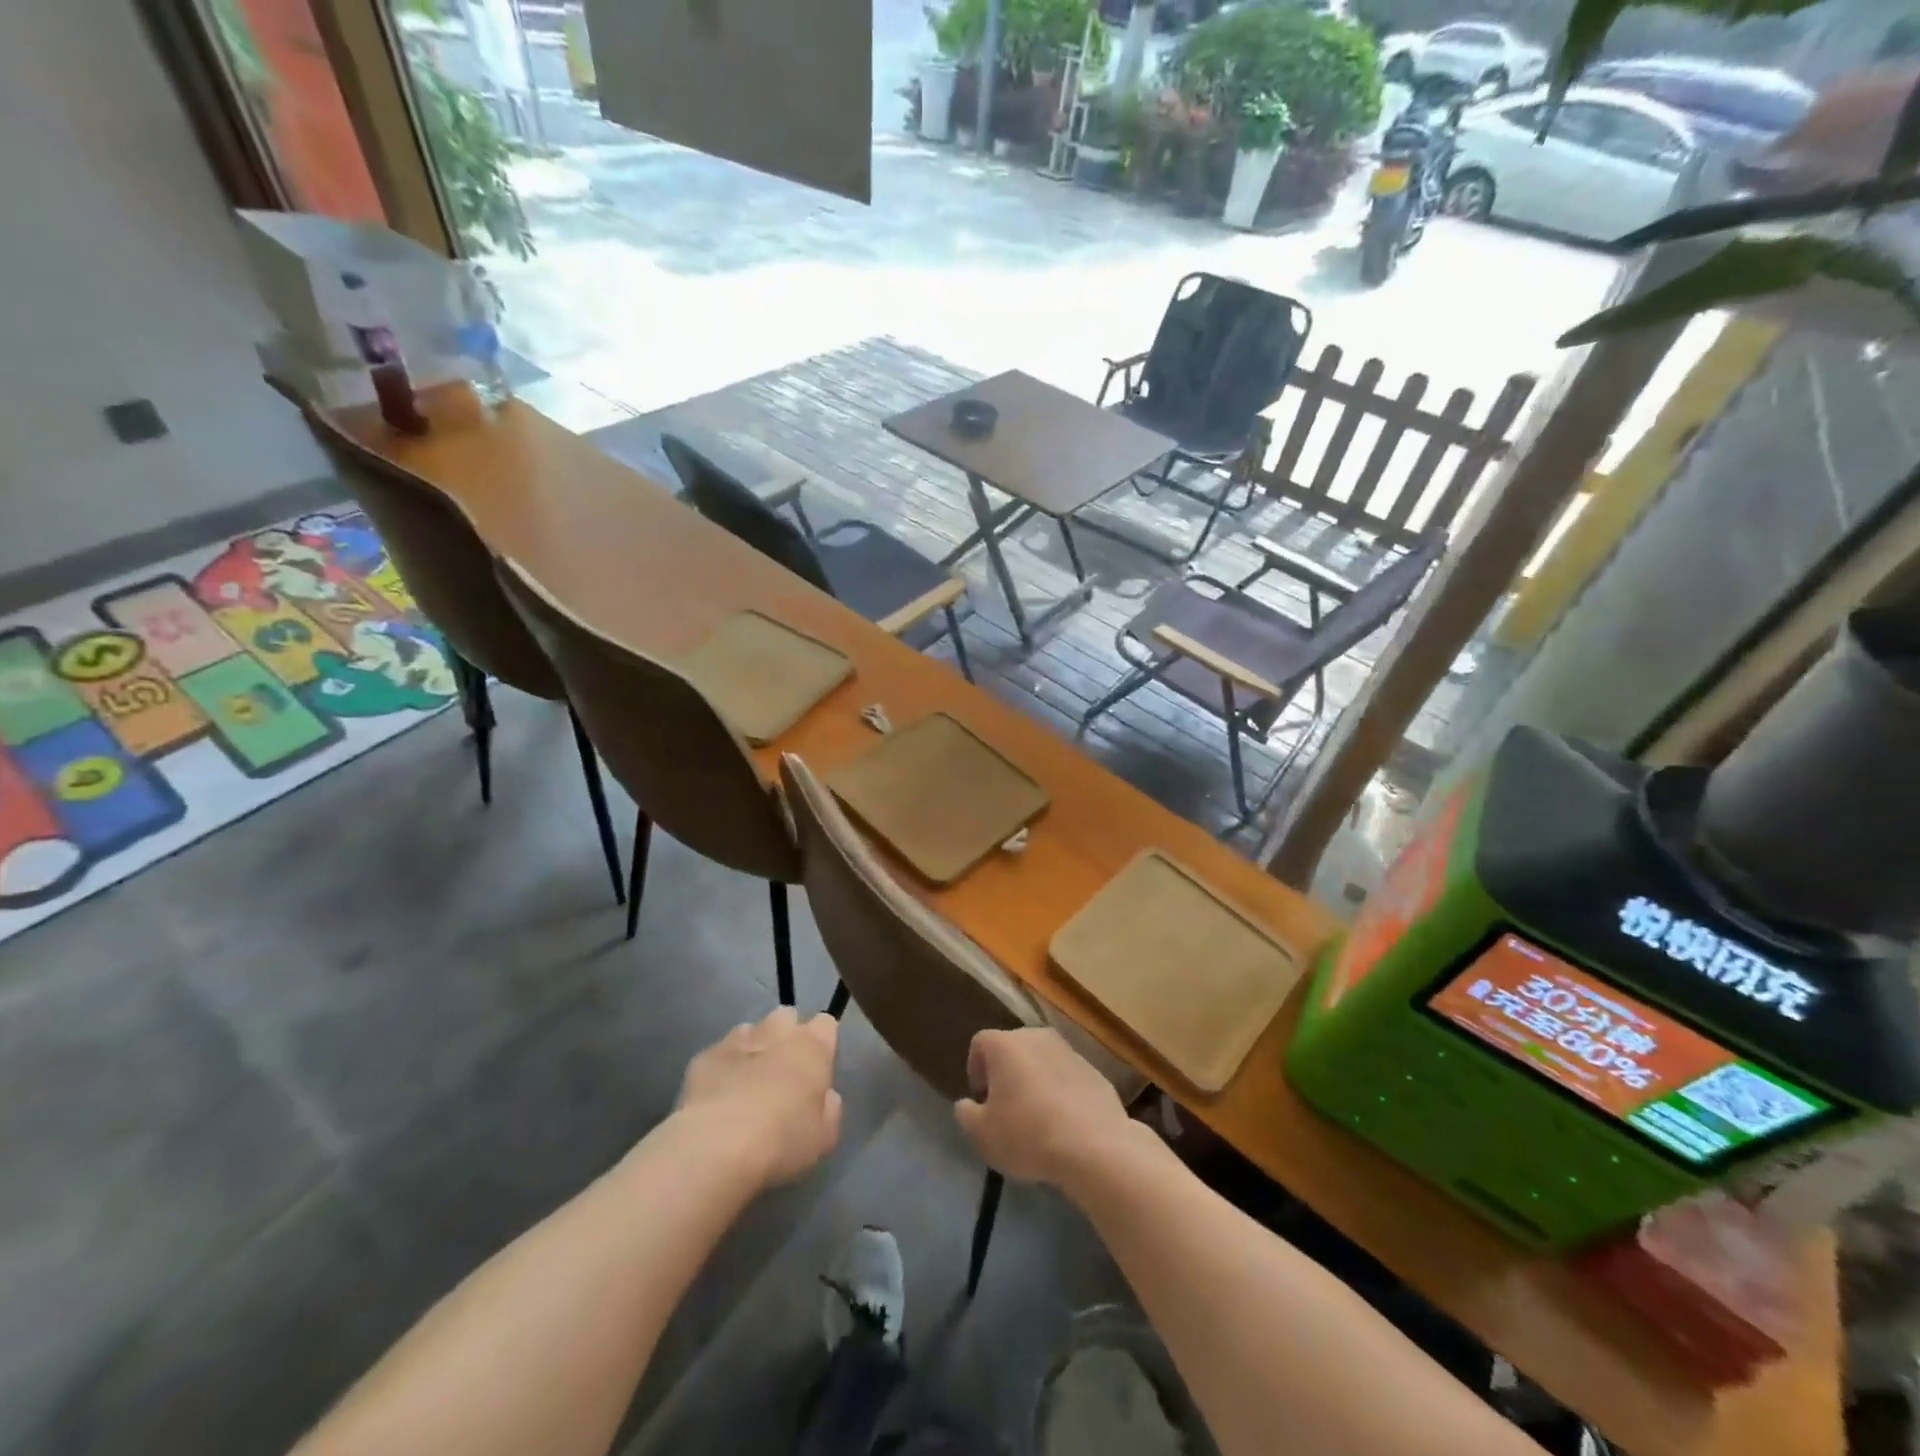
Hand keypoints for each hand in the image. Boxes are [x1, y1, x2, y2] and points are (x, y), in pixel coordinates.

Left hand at [675, 1008, 841, 1187]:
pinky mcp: (705, 1055)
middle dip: (786, 1037)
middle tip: (782, 1073)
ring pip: (751, 1032)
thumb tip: (825, 1097)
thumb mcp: (824, 1137)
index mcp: (813, 1046)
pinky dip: (722, 1069)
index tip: (817, 1069)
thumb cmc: (782, 1140)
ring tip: (746, 1087)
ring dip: (753, 1050)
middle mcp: (778, 1031)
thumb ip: (829, 1109)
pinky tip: (717, 1099)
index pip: (826, 1024)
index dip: (822, 1043)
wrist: (717, 1146)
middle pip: (787, 1017)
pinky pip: (720, 1054)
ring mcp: (738, 1039)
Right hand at [952, 1028, 1131, 1187]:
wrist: (1094, 1146)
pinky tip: (1065, 1125)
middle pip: (1013, 1049)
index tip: (982, 1100)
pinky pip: (1068, 1078)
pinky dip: (1061, 1093)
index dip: (975, 1070)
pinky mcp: (1094, 1071)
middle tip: (1006, 1110)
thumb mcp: (982, 1134)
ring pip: (1042, 1062)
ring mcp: (1069, 1051)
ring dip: (1035, 1082)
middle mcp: (1037, 1037)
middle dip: (1006, 1074)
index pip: (980, 1043)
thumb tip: (968, 1105)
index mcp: (1005, 1044)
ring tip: (1038, 1120)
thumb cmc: (1027, 1134)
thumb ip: (966, 1114)